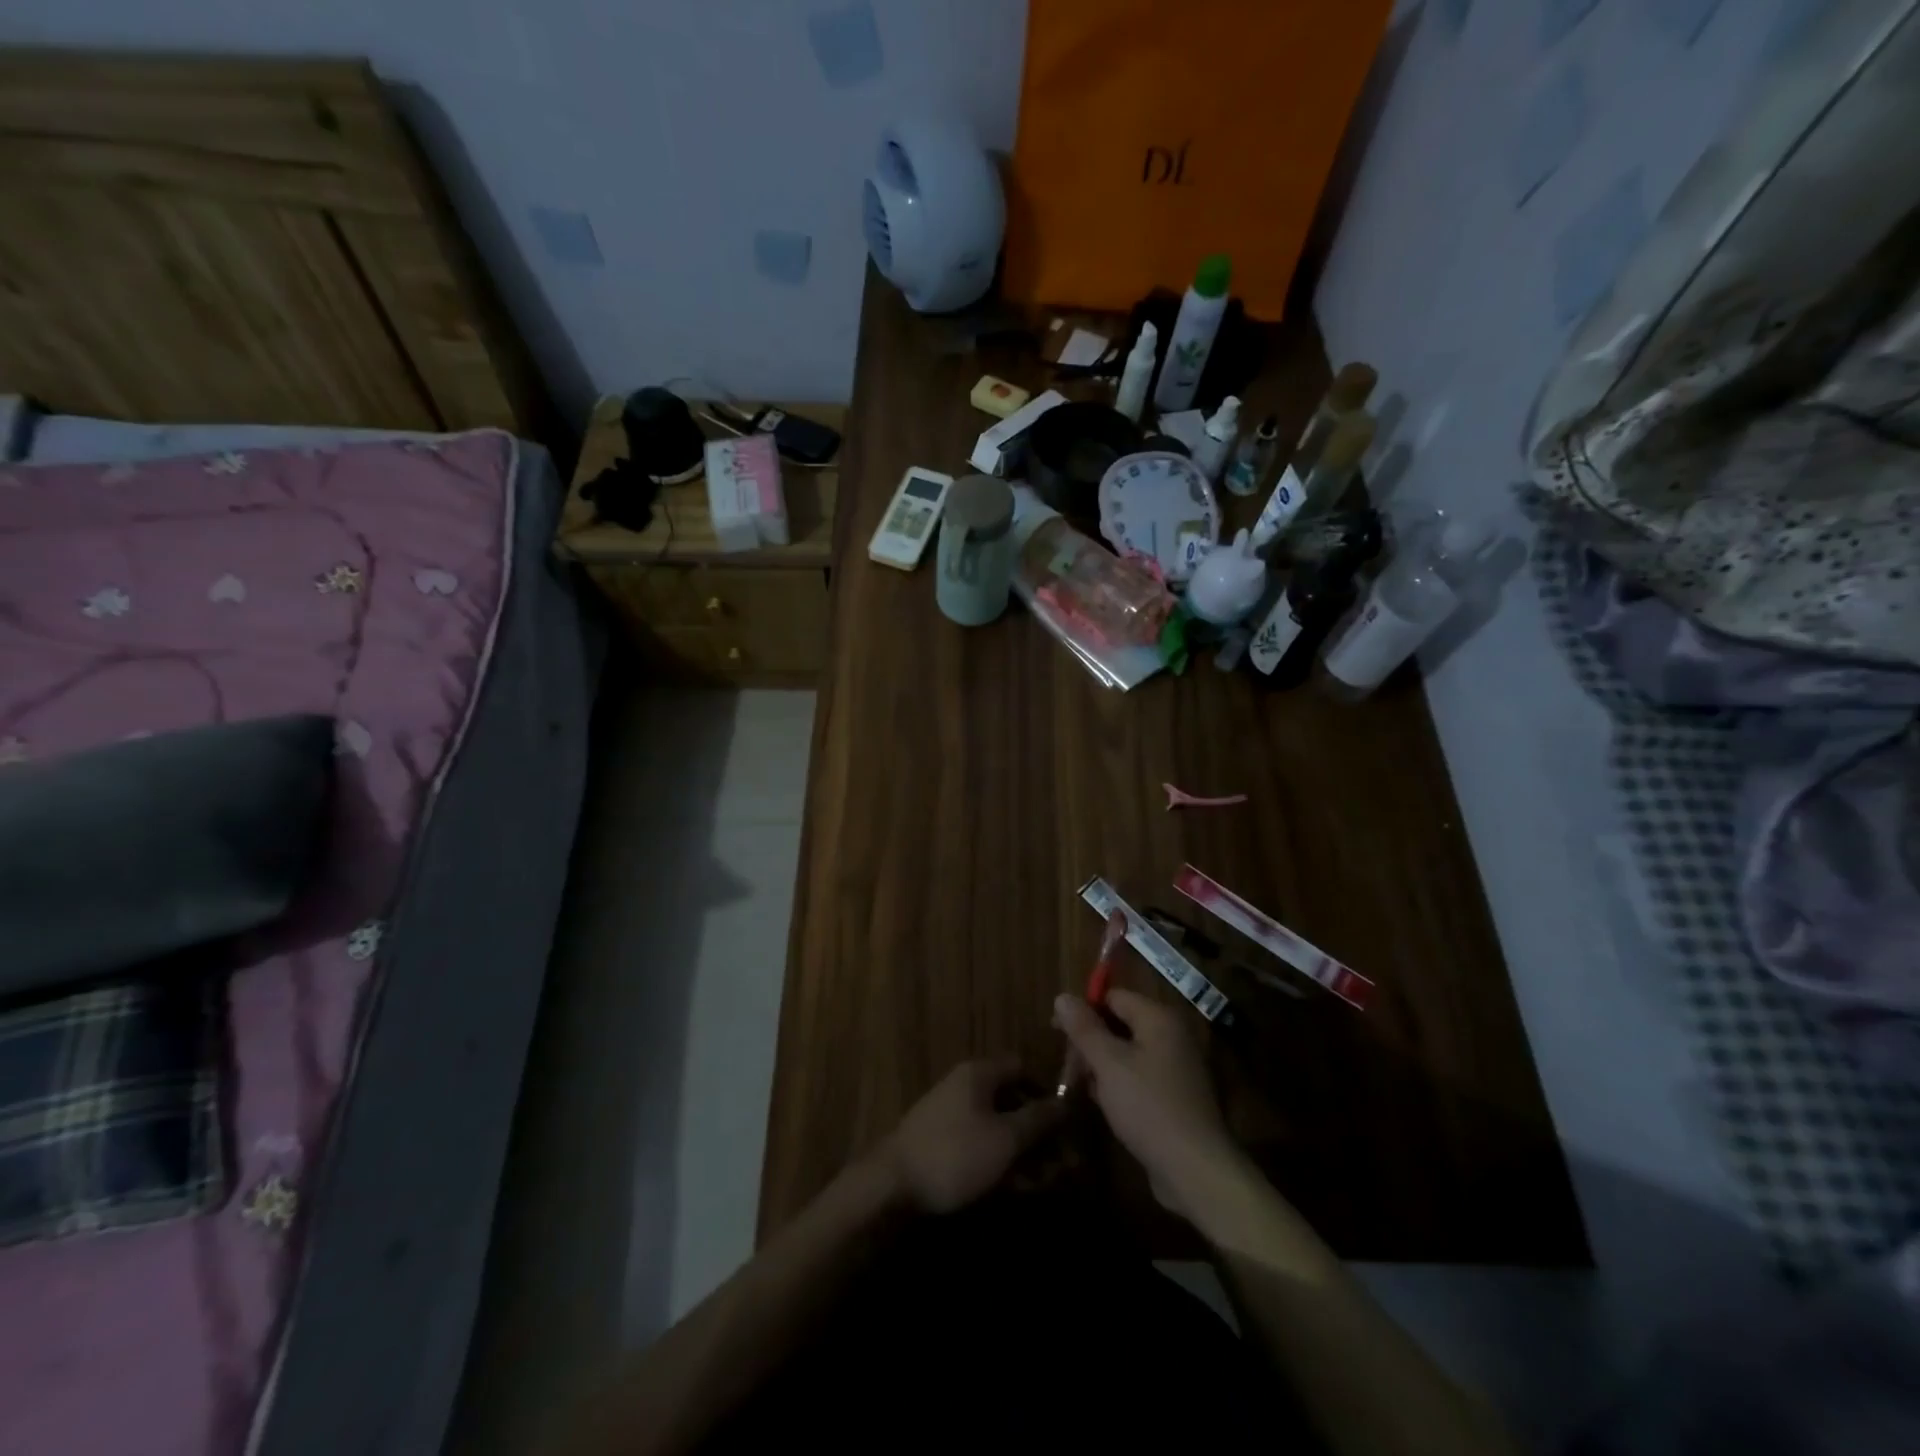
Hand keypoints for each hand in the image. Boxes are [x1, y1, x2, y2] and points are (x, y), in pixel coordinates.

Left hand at [878, 1057, 1062, 1214]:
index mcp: (979, 1073)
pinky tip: (1012, 1187)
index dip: (1046, 1090)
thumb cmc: (955, 1153)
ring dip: (1021, 1149)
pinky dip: (998, 1159)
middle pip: (1011, 1099)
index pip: (1022, 1067)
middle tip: (1059, 1162)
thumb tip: (1066, 1102)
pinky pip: (979, 1142)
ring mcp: (950, 1113)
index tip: (1066, 1122)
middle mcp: (964, 1086)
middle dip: (1037, 1130)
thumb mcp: (1006, 1137)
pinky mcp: (941, 1141)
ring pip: (996, 1125)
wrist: (891, 1185)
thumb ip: (1039, 1118)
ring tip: (1041, 1182)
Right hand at [1053, 990, 1241, 1220]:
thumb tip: (1062, 996)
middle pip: (1120, 1024)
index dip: (1083, 1010)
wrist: (1195, 1169)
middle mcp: (1171, 1036)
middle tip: (1067, 1067)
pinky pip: (1139, 1077)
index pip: (1113, 997)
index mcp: (1159, 1019)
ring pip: (1127, 1053)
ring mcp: (1176, 1067)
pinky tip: (1104, 1104)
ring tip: (1081, 1087)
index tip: (1057, 1031)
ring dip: (1101, 1066)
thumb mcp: (1108, 1063)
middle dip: (1090, 1042)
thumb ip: (1083, 1028)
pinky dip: (1119, 1084)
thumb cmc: (1148, 1106)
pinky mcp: (1175, 1096)